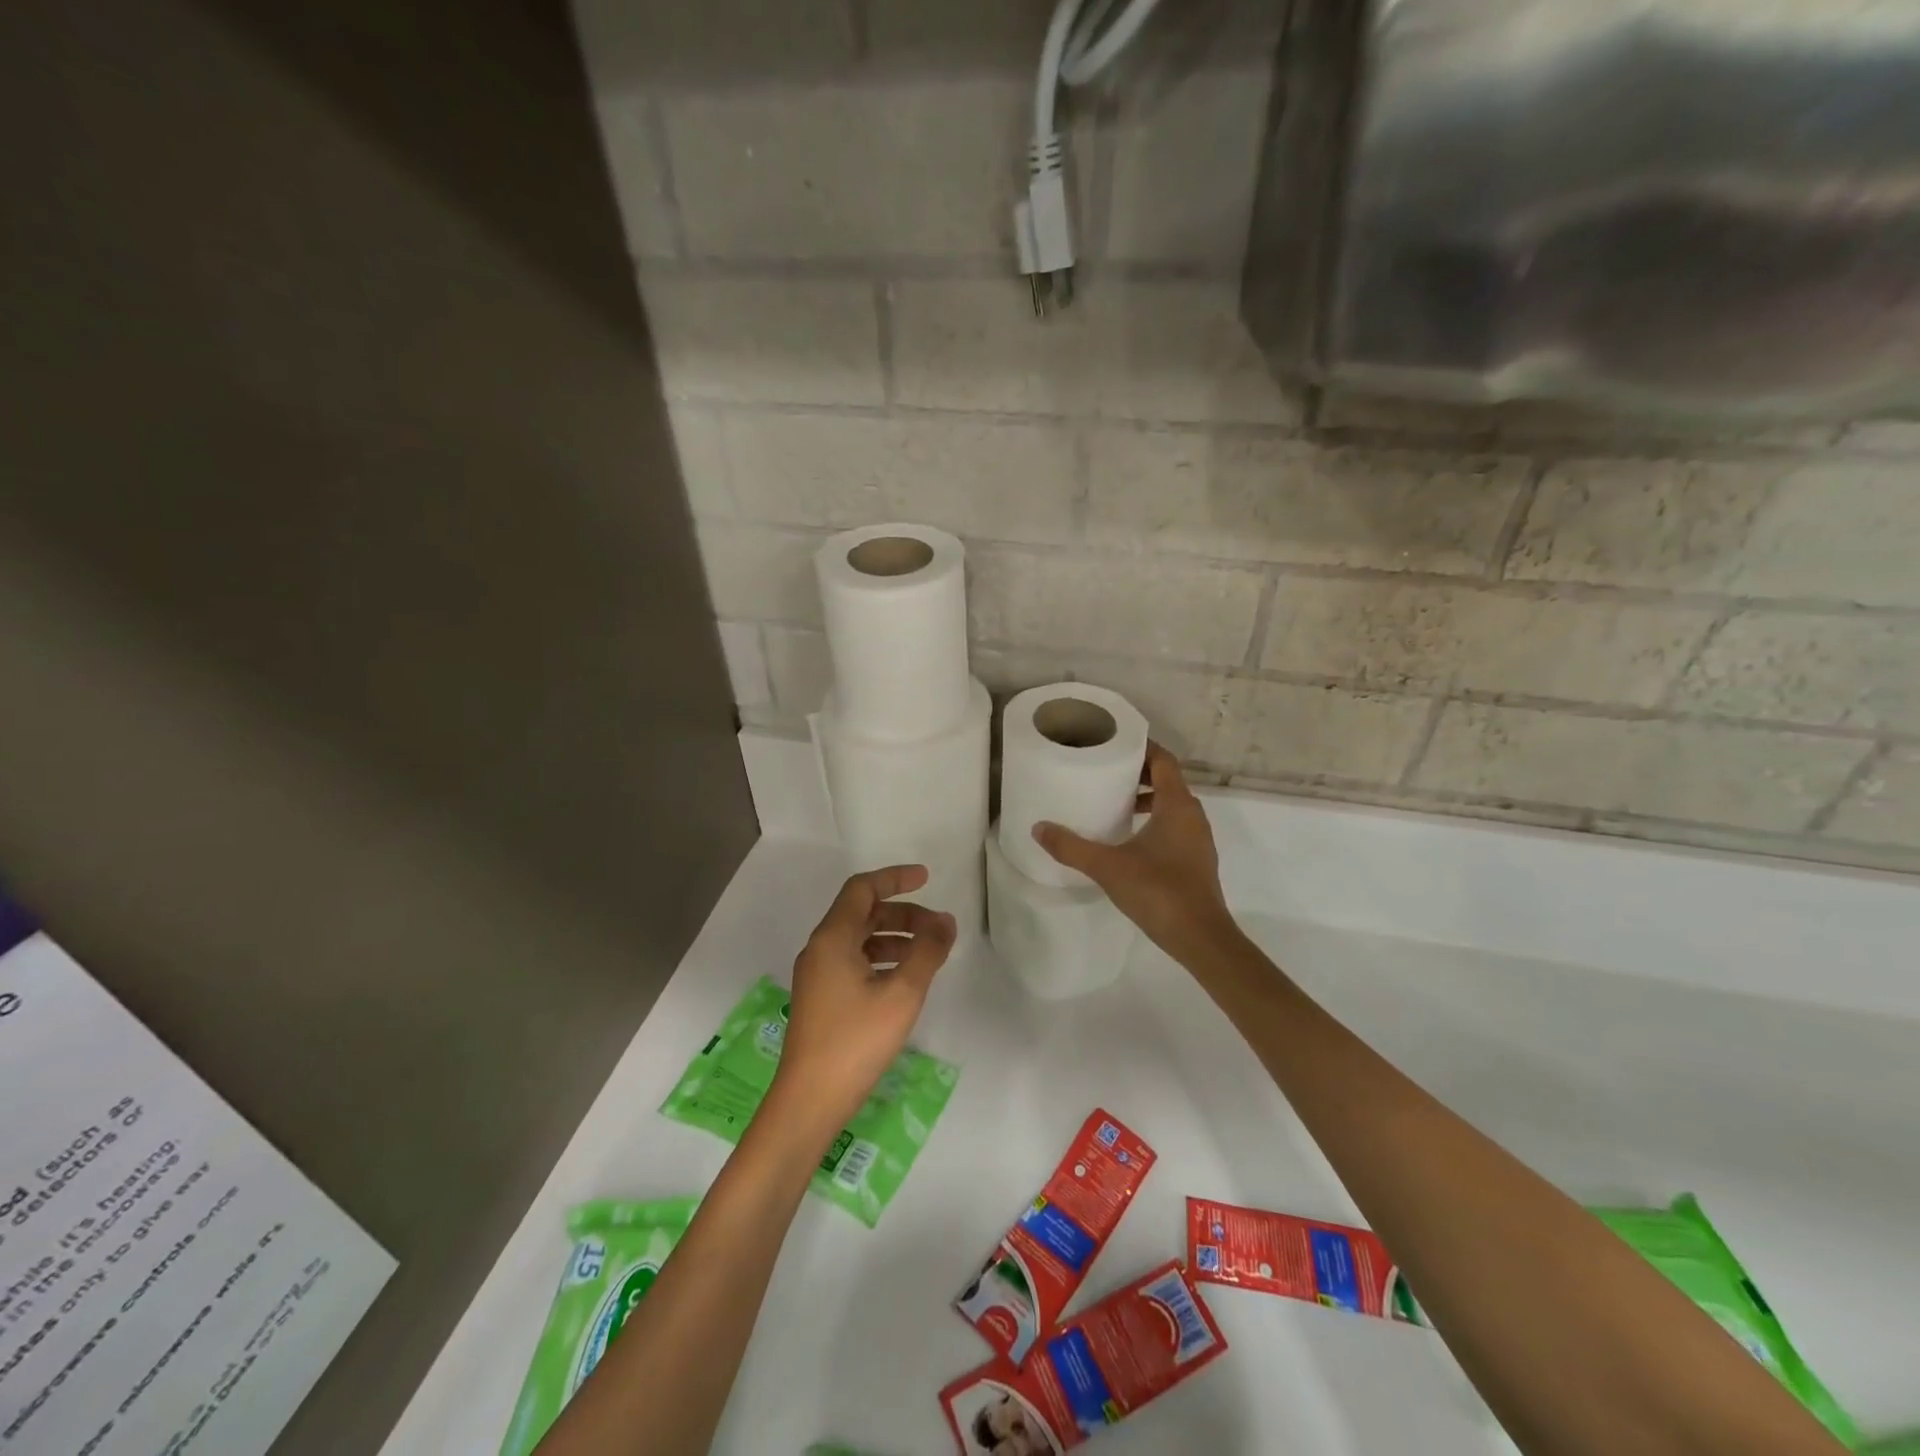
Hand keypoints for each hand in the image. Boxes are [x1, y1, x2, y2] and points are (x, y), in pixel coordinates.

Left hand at [770, 865, 955, 1137]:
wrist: (808, 1102)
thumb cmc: (855, 1041)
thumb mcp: (901, 994)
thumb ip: (927, 952)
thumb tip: (945, 920)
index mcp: (832, 938)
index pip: (862, 888)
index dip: (895, 878)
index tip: (927, 878)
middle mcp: (820, 949)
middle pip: (862, 913)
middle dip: (902, 913)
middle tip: (938, 928)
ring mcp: (817, 975)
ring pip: (859, 939)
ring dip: (894, 937)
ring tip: (928, 954)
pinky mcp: (820, 999)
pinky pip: (853, 962)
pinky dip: (881, 959)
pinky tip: (904, 980)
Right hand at [1033, 742, 1237, 963]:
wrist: (1200, 938)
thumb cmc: (1158, 891)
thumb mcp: (1107, 866)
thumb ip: (1071, 847)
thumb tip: (1038, 828)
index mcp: (1177, 805)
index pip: (1164, 760)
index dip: (1141, 748)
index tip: (1114, 745)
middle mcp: (1193, 815)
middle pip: (1168, 780)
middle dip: (1139, 774)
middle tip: (1106, 773)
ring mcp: (1198, 839)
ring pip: (1173, 805)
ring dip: (1147, 800)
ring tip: (1114, 805)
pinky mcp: (1196, 860)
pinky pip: (1175, 826)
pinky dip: (1155, 821)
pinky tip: (1130, 840)